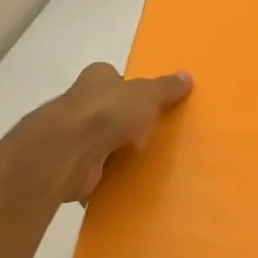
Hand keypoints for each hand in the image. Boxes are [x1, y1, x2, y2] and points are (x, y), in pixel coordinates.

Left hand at [12, 62, 192, 206]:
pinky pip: (96, 169)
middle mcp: (81, 103)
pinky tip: (127, 182)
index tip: (148, 104)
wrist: (69, 151)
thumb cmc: (108, 112)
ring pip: (101, 141)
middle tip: (153, 134)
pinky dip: (107, 175)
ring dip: (116, 150)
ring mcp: (74, 135)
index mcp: (97, 78)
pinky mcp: (72, 165)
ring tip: (145, 160)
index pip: (114, 78)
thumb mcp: (147, 95)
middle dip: (125, 122)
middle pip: (108, 110)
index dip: (129, 89)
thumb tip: (187, 76)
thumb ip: (165, 88)